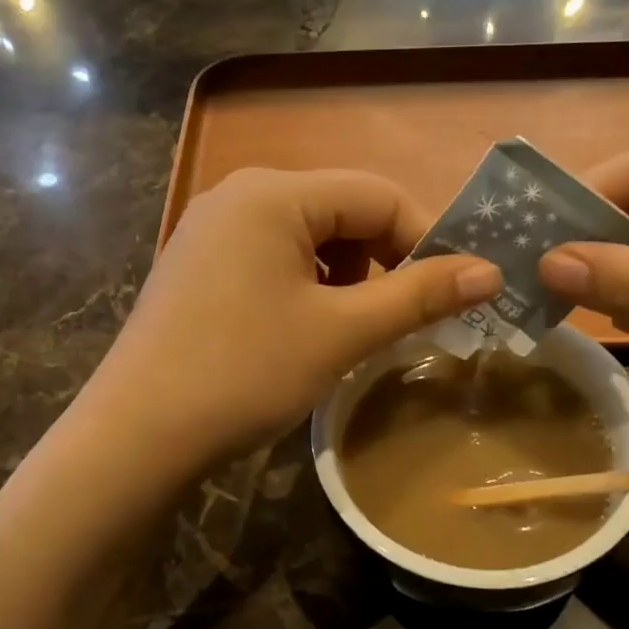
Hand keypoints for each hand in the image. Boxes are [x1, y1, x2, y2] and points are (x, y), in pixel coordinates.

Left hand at [90, 168, 500, 472]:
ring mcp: (211, 229)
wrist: (137, 436)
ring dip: (346, 279)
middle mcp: (239, 194)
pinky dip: (305, 287)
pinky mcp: (197, 265)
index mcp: (273, 192)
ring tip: (349, 331)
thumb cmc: (244, 373)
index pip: (378, 194)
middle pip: (341, 211)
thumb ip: (418, 296)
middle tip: (400, 319)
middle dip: (382, 262)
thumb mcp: (340, 332)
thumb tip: (491, 271)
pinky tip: (302, 331)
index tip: (453, 293)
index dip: (425, 240)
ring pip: (308, 238)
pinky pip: (272, 259)